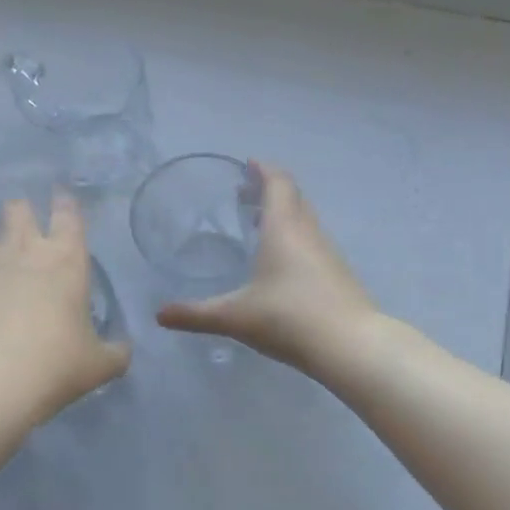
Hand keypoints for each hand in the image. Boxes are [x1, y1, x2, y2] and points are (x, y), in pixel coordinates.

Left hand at [0, 194, 129, 507]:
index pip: (68, 213)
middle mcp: (21, 247)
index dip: (64, 202)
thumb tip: (122, 349)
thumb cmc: (52, 365)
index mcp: (64, 259)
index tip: (60, 199)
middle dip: (18, 216)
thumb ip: (115, 352)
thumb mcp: (98, 366)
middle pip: (16, 208)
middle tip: (19, 237)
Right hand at [156, 162, 377, 373]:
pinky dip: (296, 236)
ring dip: (285, 213)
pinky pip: (313, 241)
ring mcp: (328, 252)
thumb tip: (160, 315)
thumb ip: (196, 314)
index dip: (263, 170)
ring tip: (260, 224)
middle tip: (245, 193)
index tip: (248, 164)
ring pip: (305, 219)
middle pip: (293, 196)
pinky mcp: (338, 273)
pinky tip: (283, 261)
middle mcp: (308, 232)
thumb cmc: (288, 318)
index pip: (278, 183)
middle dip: (271, 189)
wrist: (349, 345)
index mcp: (284, 227)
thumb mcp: (235, 316)